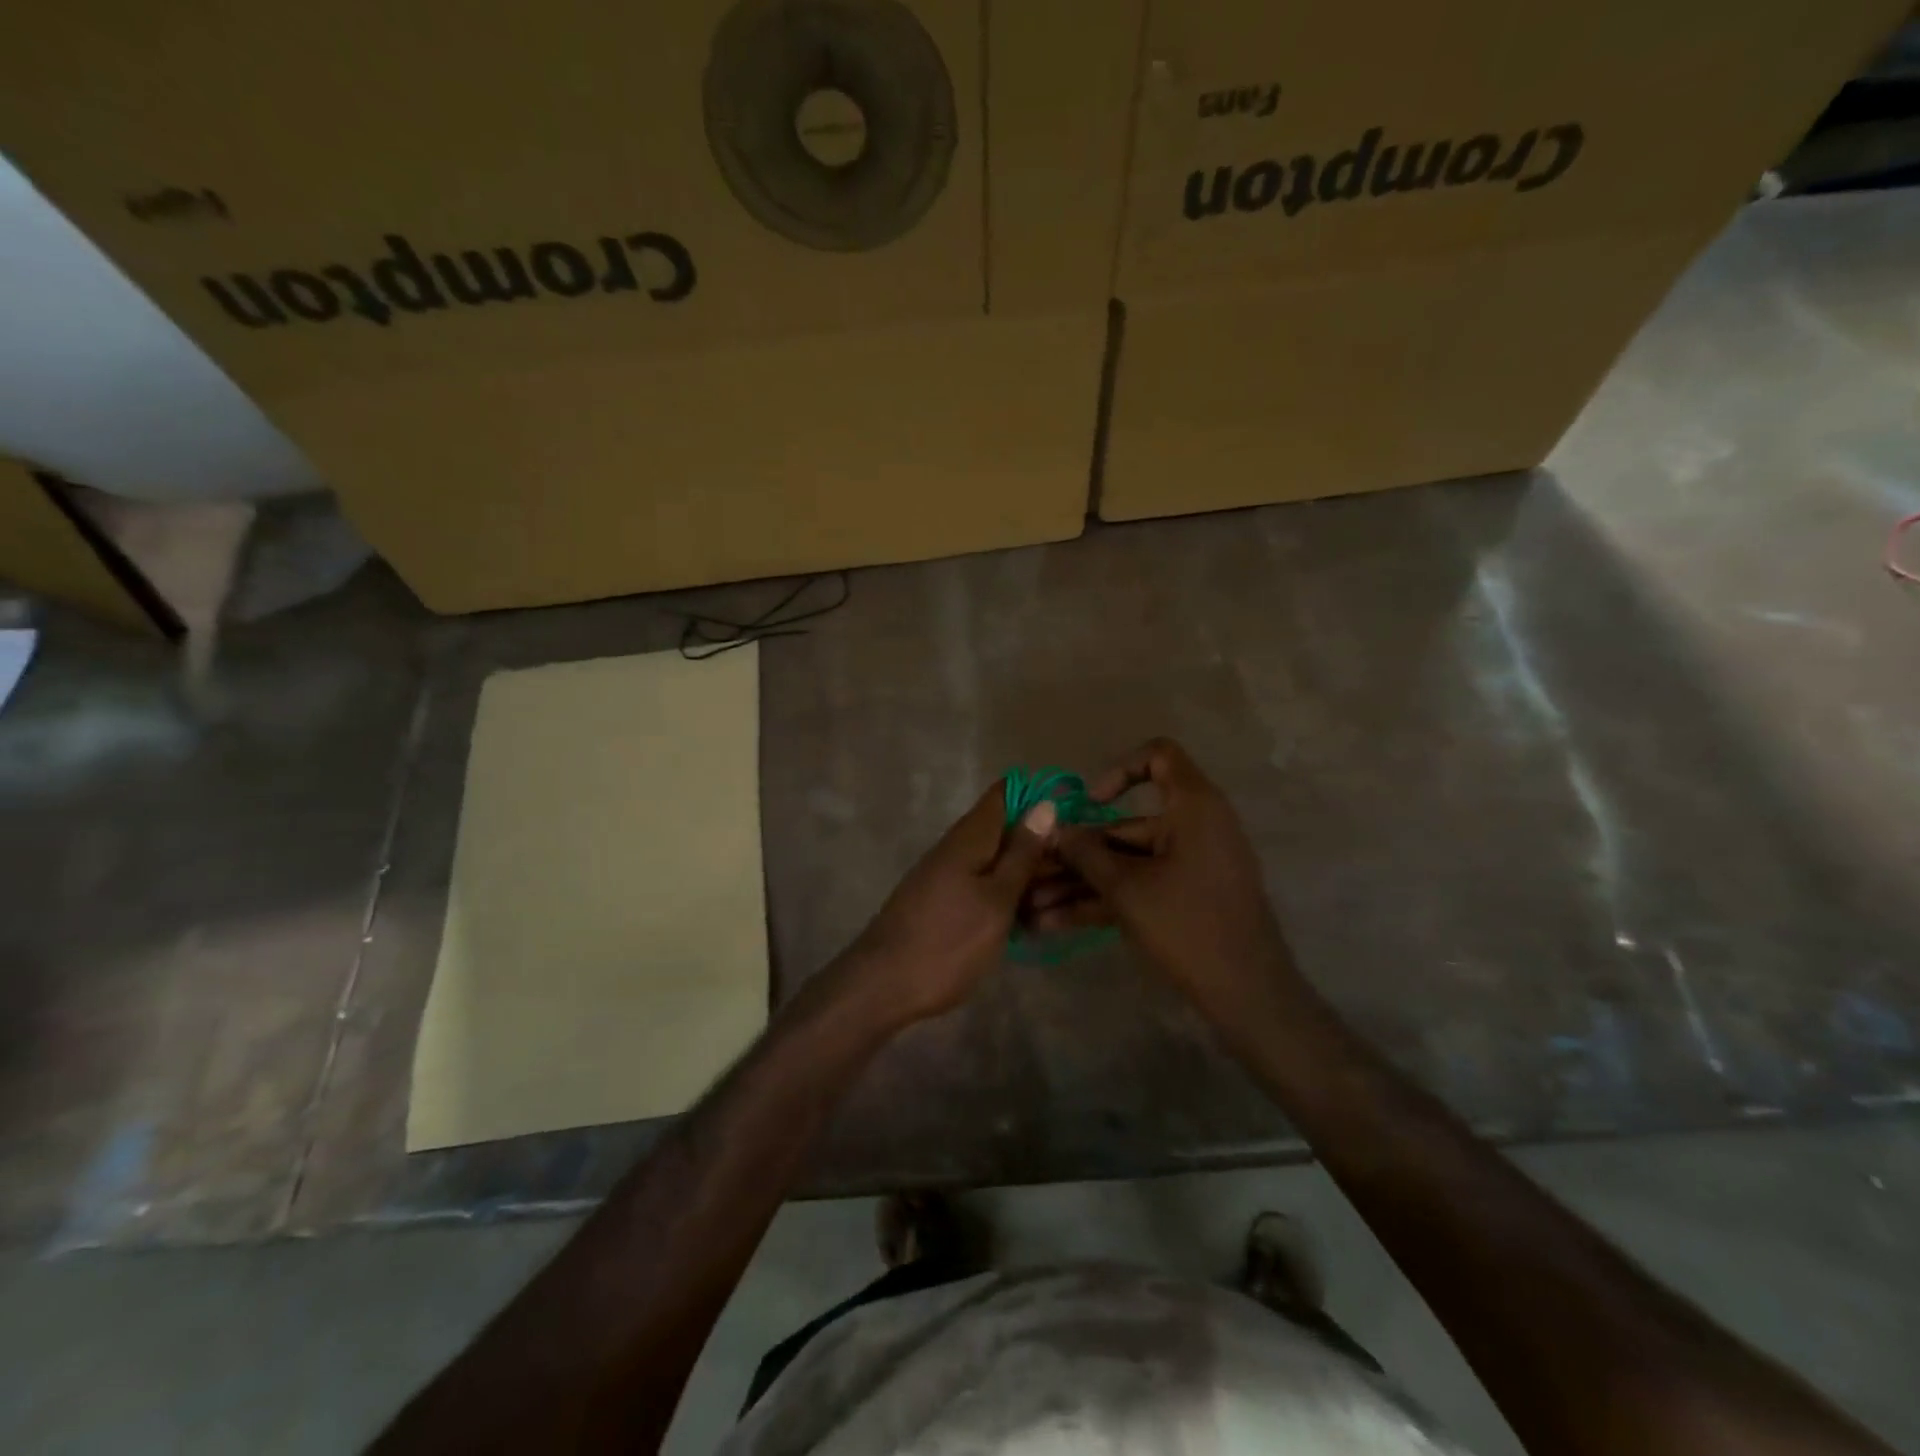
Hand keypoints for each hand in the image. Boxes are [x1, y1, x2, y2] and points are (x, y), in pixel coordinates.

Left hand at [837, 782, 1056, 1026]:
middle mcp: (956, 847)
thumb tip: (1044, 805)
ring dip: (1026, 873)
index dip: (1038, 797)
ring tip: (1063, 896)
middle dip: (1040, 843)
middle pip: (1003, 829)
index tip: (1074, 816)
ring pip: (995, 860)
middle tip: (1081, 869)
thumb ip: (1021, 854)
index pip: (1004, 794)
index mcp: (969, 837)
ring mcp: (946, 874)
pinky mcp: (943, 900)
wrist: (883, 985)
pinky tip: (1030, 916)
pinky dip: (1007, 894)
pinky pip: (982, 883)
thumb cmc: (948, 942)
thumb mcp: (997, 899)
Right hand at [1053, 738, 1296, 1025]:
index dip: (1120, 770)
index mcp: (1192, 807)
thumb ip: (1086, 853)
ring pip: (1125, 862)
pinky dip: (1103, 900)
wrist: (1247, 994)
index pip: (1160, 757)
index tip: (1090, 803)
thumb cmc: (1188, 924)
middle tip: (1033, 869)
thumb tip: (1055, 830)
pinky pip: (1138, 886)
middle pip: (1126, 824)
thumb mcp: (1127, 888)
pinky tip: (1056, 923)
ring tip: (1032, 905)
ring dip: (1080, 882)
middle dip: (1076, 851)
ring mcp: (1189, 865)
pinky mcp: (1184, 898)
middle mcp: (1193, 828)